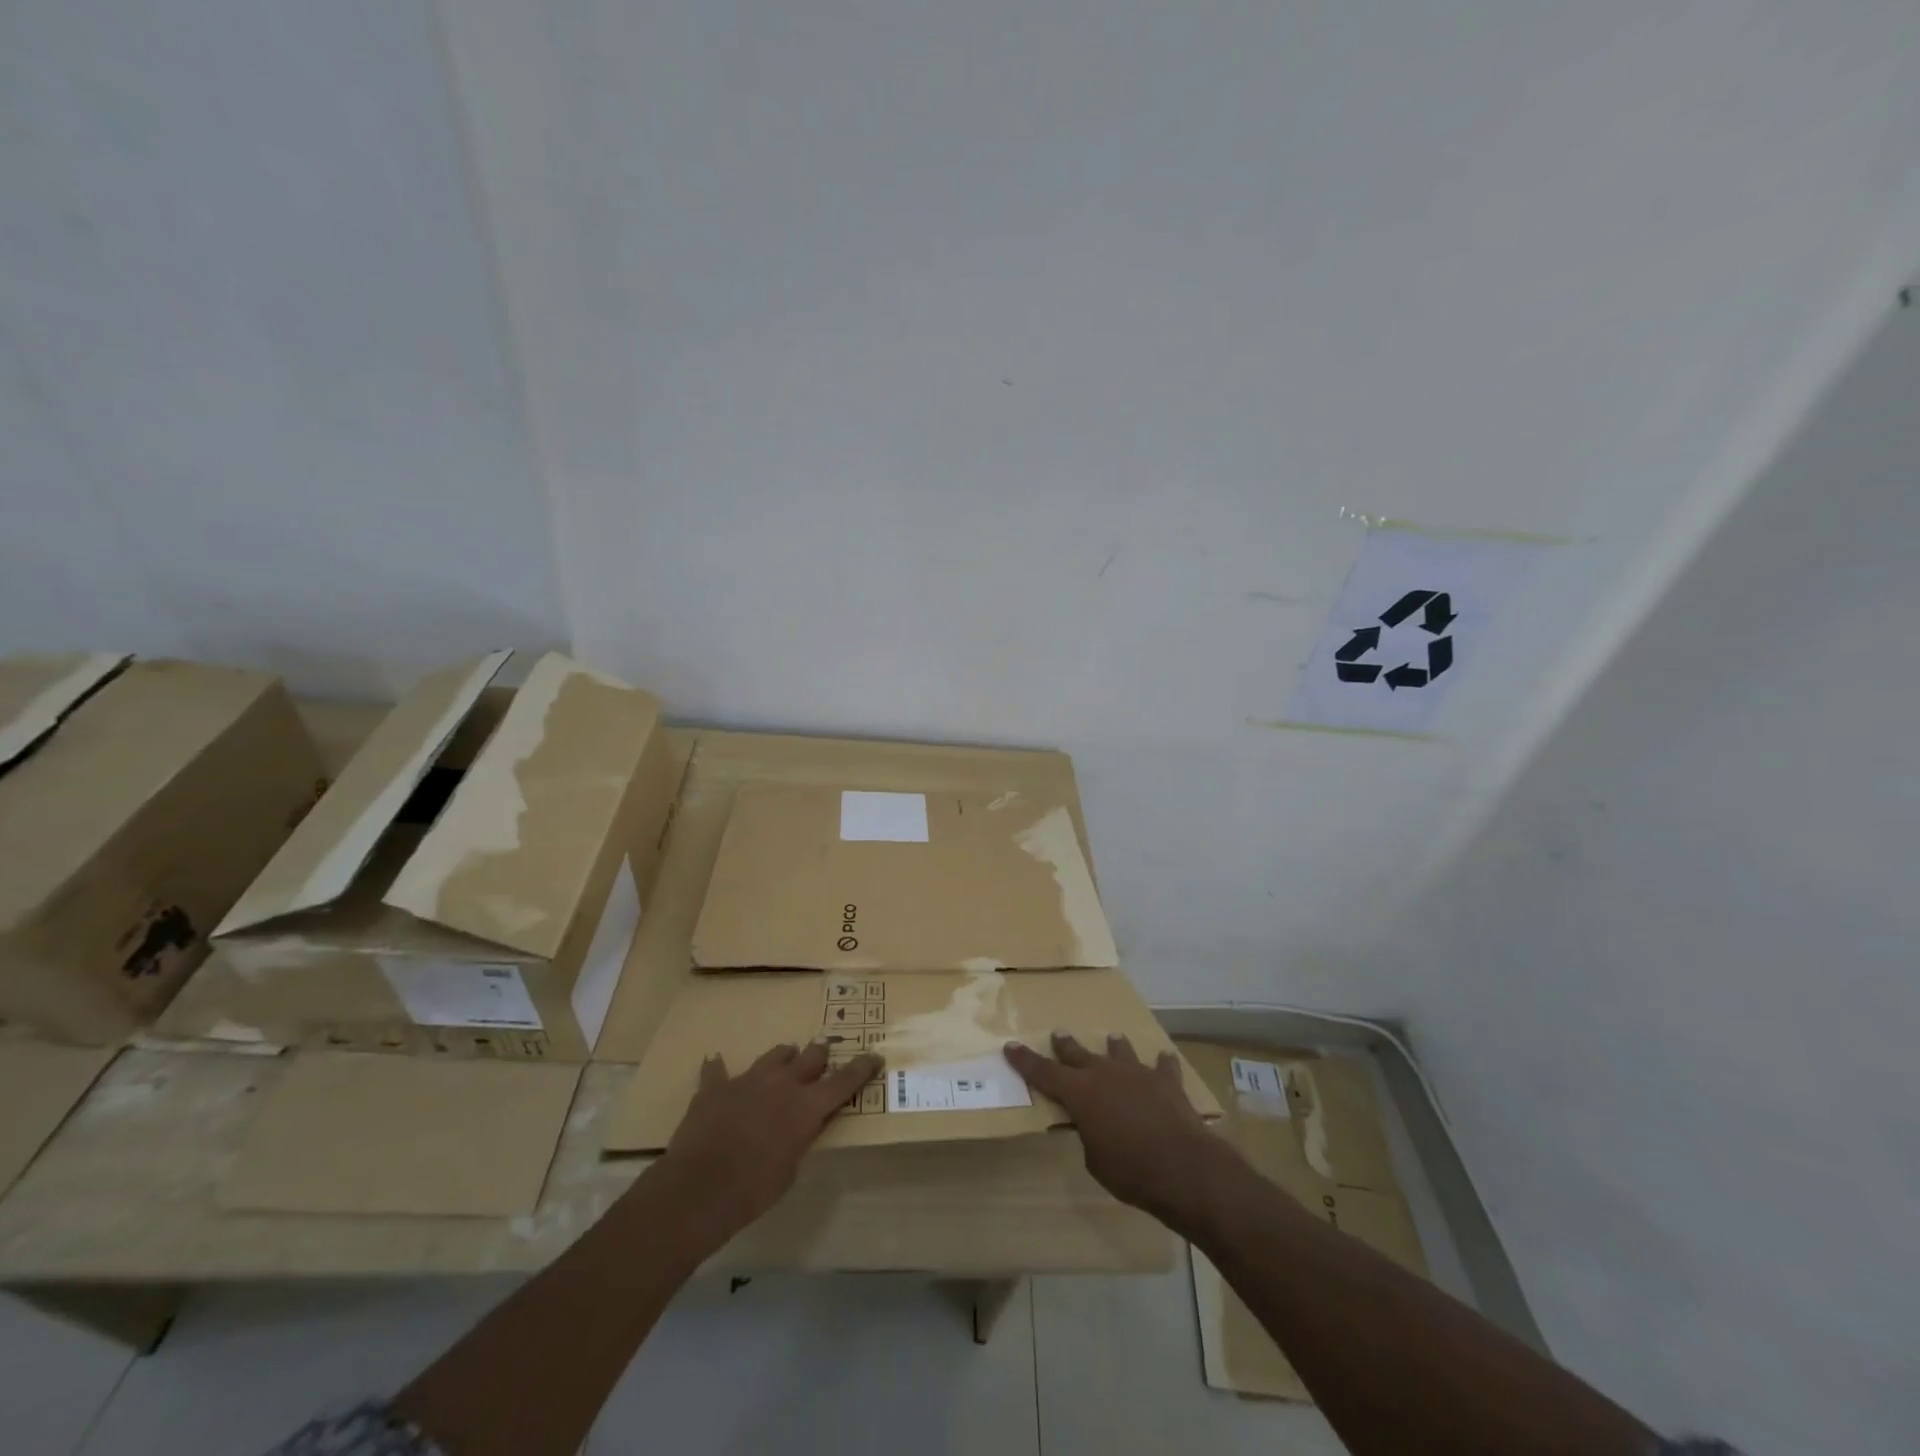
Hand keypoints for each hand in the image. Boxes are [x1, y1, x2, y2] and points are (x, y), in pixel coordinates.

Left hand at [661, 1040, 882, 1236]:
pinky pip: (718, 1070)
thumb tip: (802, 1127)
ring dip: (783, 1057)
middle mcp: (782, 1083)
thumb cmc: (753, 1190)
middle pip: (811, 1057)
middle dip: (820, 1056)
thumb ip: (801, 1139)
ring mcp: (748, 1080)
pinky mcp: (716, 1086)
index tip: (874, 1057)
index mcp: (806, 1105)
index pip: (844, 1081)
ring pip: (774, 1055)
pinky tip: (716, 1063)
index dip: (862, 1068)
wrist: (698, 1189)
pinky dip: (720, 1069)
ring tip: (785, 1057)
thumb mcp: (790, 1170)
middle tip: (824, 1055)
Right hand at [1004, 1032, 1241, 1232]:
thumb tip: (1095, 1126)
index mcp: (1079, 1092)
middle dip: (1065, 1045)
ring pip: (1120, 1051)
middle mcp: (1105, 1073)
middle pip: (1078, 1054)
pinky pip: (1162, 1066)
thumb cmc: (1131, 1171)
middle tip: (1057, 1034)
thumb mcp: (1095, 1160)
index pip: (1043, 1072)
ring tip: (1112, 1039)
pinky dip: (1161, 1064)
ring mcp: (1137, 1072)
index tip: (1010, 1046)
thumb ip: (1089, 1135)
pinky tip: (1164, 1059)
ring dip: (1114, 1047)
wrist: (1184, 1167)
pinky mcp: (1167, 1081)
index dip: (1025, 1060)